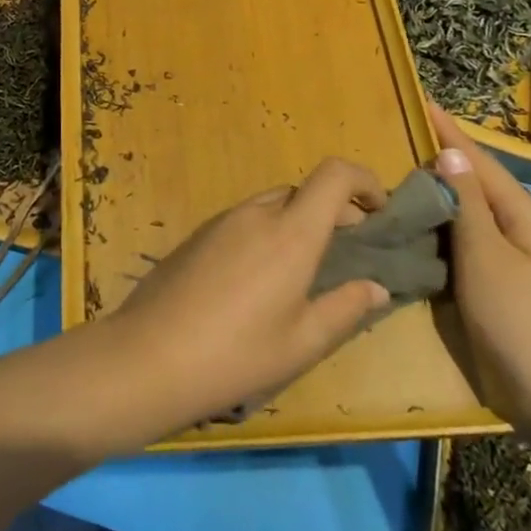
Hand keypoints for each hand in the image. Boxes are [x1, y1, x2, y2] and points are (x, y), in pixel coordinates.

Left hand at [112, 159, 392, 425]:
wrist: (150, 355)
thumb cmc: (237, 354)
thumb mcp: (302, 342)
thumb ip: (344, 308)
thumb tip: (376, 287)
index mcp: (290, 233)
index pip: (333, 175)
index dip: (363, 180)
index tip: (380, 210)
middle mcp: (256, 214)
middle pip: (303, 191)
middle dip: (334, 210)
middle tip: (349, 250)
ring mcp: (221, 221)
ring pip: (271, 205)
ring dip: (297, 222)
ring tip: (306, 268)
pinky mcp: (197, 236)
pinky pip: (243, 221)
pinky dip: (267, 233)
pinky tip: (260, 278)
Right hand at [428, 107, 530, 447]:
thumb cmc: (526, 329)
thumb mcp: (487, 261)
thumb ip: (467, 207)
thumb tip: (451, 153)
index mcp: (527, 221)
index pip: (480, 163)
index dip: (450, 133)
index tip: (422, 101)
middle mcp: (529, 236)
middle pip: (480, 188)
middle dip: (445, 161)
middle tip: (402, 141)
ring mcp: (524, 267)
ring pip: (476, 219)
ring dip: (444, 197)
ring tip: (405, 179)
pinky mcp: (513, 293)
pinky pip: (475, 248)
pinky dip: (448, 233)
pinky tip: (426, 233)